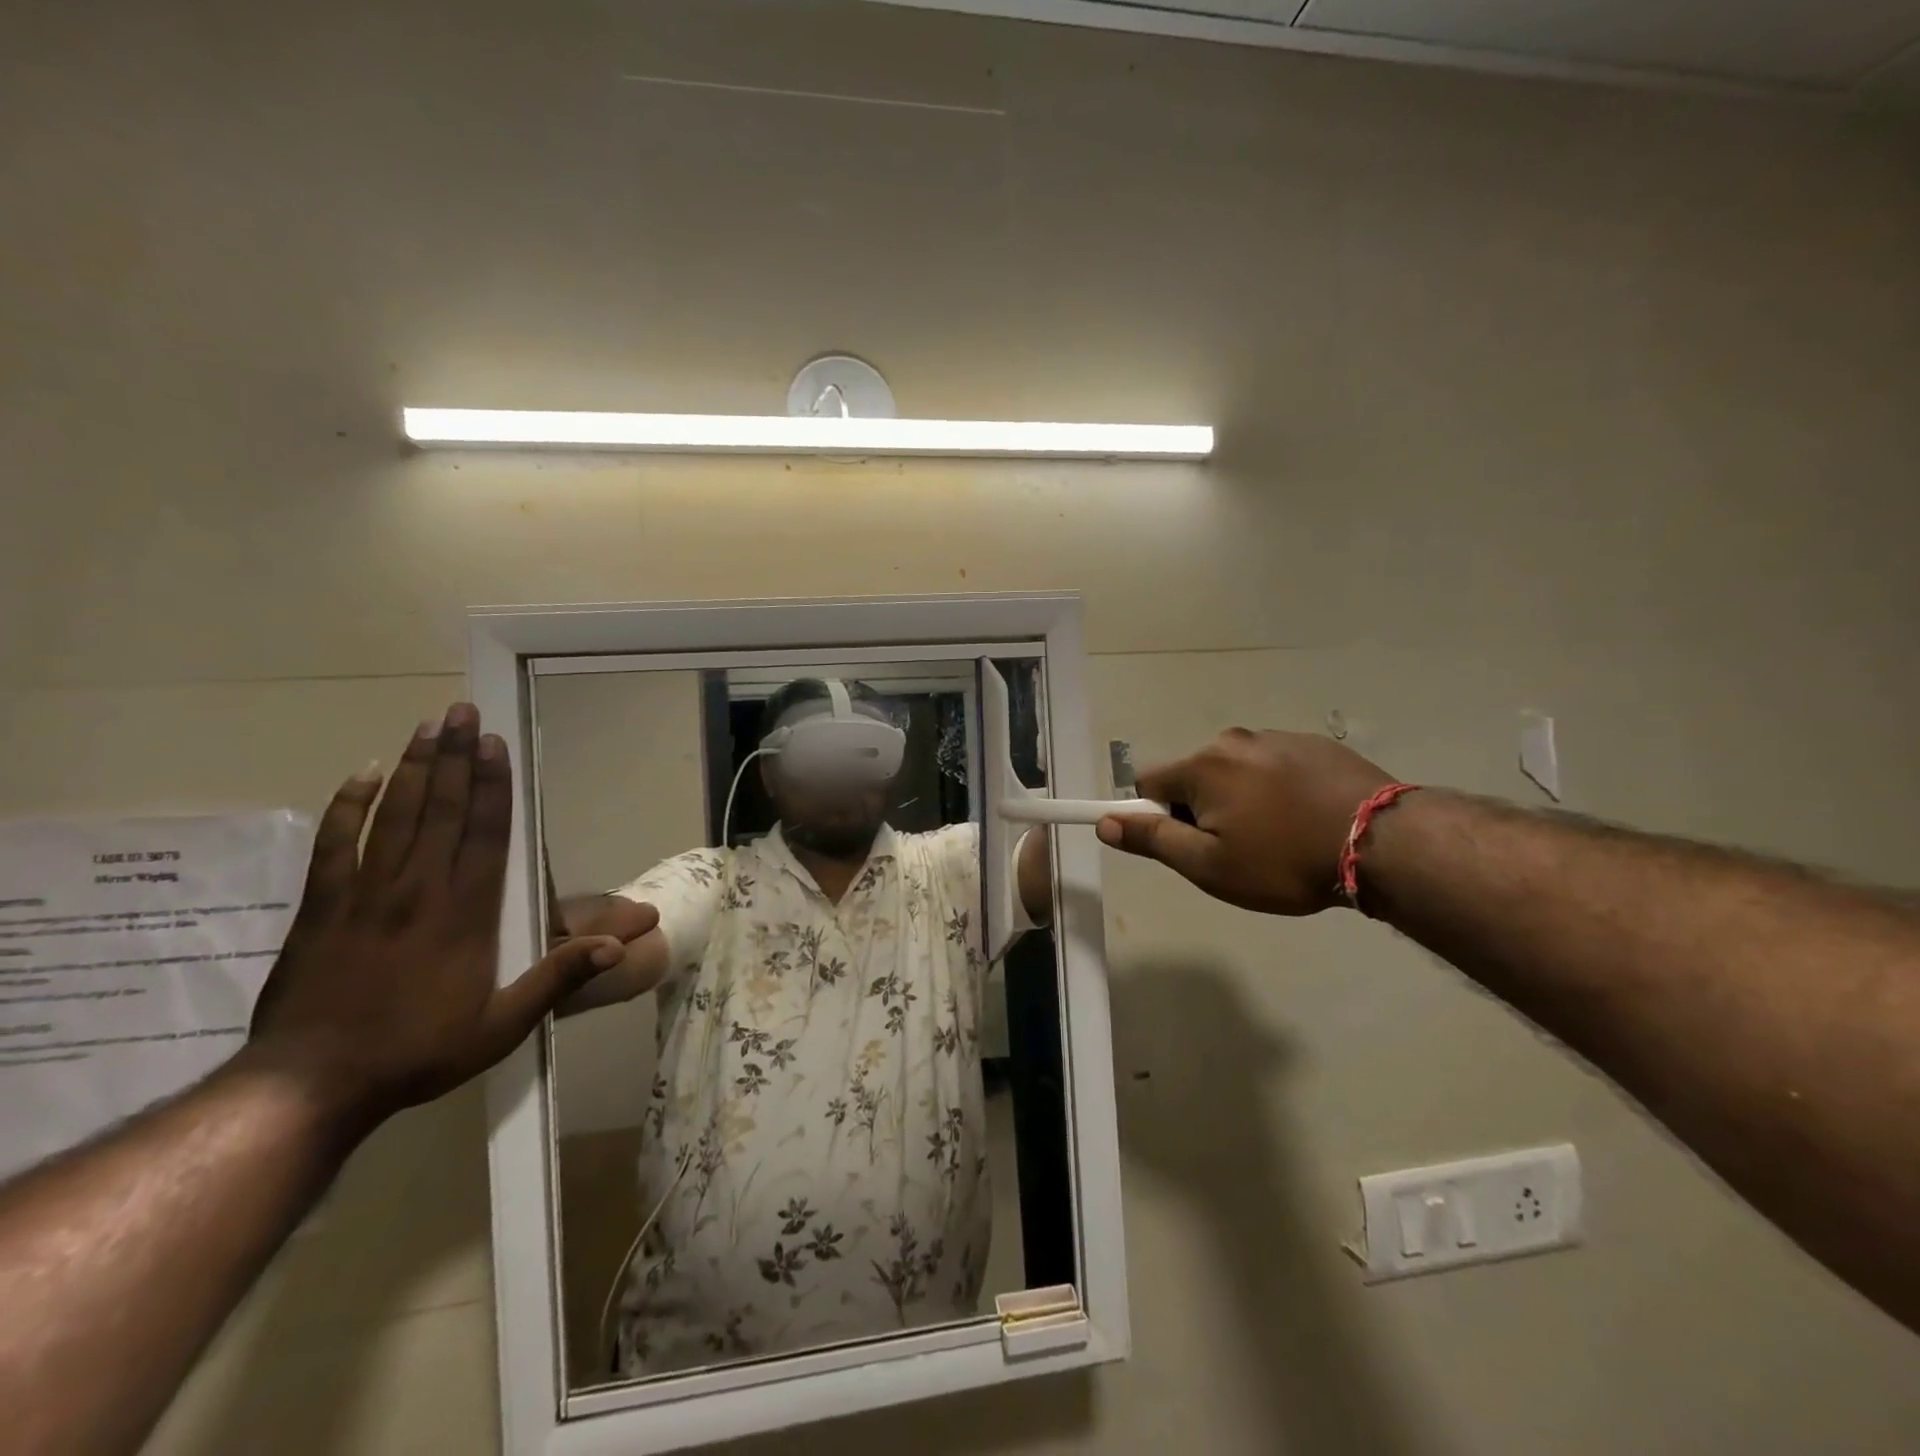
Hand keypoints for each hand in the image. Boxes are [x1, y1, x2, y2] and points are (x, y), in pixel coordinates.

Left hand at [247, 704, 657, 1129]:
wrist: (310, 1085)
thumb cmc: (417, 1051)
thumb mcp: (502, 1026)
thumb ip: (558, 979)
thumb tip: (618, 947)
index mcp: (465, 913)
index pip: (485, 834)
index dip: (493, 785)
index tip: (495, 744)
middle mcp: (418, 889)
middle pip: (441, 809)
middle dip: (455, 757)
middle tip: (463, 712)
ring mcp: (365, 894)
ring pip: (394, 815)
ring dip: (414, 768)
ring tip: (428, 726)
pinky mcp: (321, 907)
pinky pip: (334, 844)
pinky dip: (348, 806)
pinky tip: (363, 774)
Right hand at [1097, 728, 1394, 915]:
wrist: (1384, 842)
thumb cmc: (1284, 860)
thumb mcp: (1209, 865)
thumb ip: (1153, 841)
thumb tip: (1104, 822)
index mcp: (1201, 767)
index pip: (1148, 783)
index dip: (1156, 818)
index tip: (1188, 845)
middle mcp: (1232, 741)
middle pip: (1193, 776)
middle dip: (1202, 809)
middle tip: (1238, 849)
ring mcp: (1276, 738)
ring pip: (1235, 771)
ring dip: (1241, 798)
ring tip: (1280, 837)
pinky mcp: (1314, 744)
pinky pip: (1274, 766)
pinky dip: (1277, 789)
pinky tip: (1307, 819)